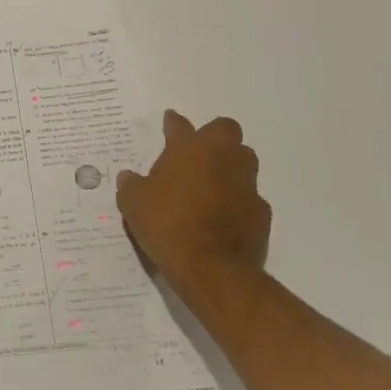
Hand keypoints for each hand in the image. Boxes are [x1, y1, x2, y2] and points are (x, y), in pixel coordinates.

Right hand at [117, 110, 269, 292]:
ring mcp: (246, 184)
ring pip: (244, 160)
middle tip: (196, 153)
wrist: (212, 268)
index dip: (172, 122)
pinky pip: (249, 196)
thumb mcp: (133, 203)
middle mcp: (222, 158)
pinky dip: (238, 201)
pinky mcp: (261, 212)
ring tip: (211, 183)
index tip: (169, 121)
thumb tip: (129, 177)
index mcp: (189, 149)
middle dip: (213, 136)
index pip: (180, 125)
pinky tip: (224, 215)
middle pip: (225, 130)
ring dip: (229, 166)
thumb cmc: (168, 225)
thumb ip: (131, 185)